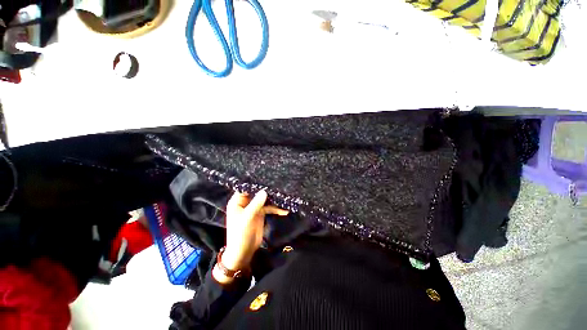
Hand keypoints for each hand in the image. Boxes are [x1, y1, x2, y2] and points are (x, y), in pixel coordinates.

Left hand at [221, 190, 288, 271]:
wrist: (243, 252)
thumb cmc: (240, 234)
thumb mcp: (247, 218)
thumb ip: (256, 204)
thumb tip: (265, 191)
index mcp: (237, 201)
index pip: (246, 188)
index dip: (255, 183)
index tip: (266, 177)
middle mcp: (246, 202)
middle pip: (257, 193)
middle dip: (267, 190)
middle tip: (278, 185)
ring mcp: (254, 208)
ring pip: (265, 200)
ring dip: (274, 200)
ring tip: (284, 197)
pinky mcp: (260, 213)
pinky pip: (269, 208)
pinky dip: (276, 209)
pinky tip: (285, 211)